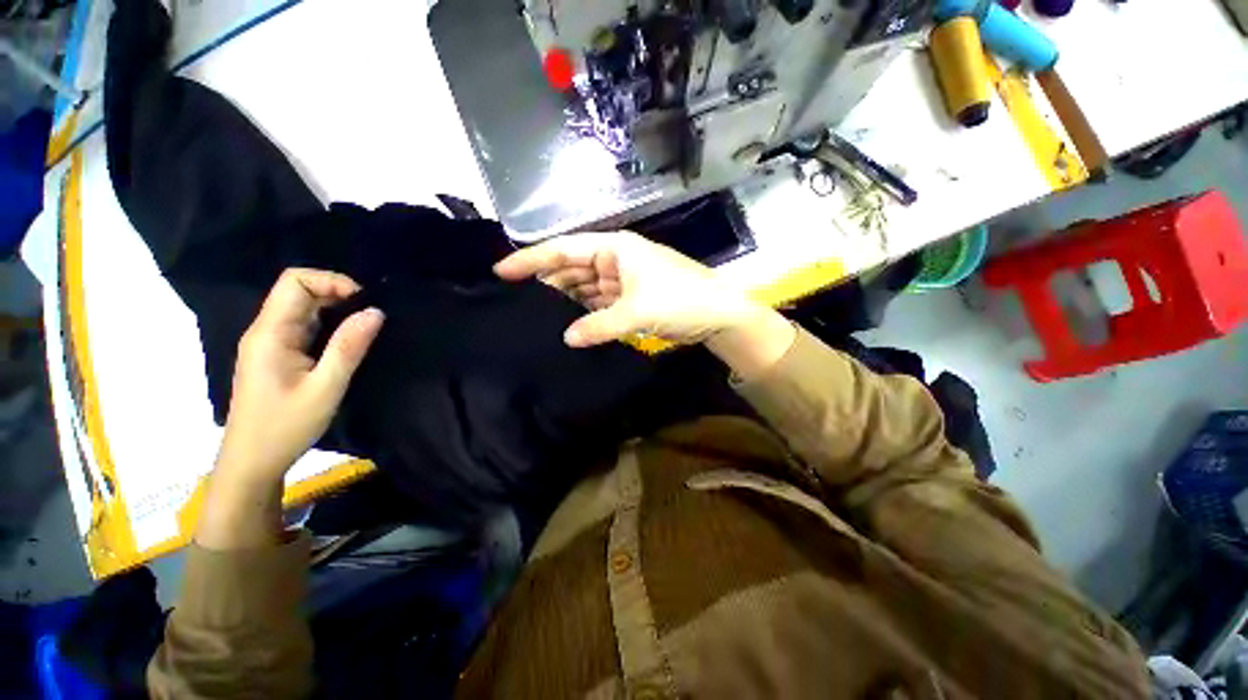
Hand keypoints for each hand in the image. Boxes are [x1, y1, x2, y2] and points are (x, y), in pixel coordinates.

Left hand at [198, 269, 382, 550]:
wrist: (252, 462)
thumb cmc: (286, 427)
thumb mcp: (325, 388)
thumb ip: (349, 347)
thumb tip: (376, 312)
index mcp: (270, 333)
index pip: (294, 282)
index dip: (331, 281)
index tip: (364, 302)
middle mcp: (265, 331)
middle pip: (297, 291)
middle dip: (337, 293)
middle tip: (372, 315)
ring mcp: (269, 344)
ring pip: (301, 309)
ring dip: (335, 309)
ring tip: (366, 326)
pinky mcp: (276, 356)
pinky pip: (303, 327)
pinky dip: (328, 324)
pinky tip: (348, 340)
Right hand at [494, 231, 760, 346]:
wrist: (719, 313)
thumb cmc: (680, 300)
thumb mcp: (636, 312)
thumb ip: (598, 326)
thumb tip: (567, 338)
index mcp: (615, 249)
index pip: (564, 248)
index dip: (532, 259)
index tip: (502, 271)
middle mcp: (616, 259)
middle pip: (572, 268)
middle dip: (548, 283)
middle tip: (519, 303)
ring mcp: (624, 280)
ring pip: (585, 287)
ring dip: (567, 301)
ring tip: (539, 317)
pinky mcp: (631, 298)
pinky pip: (600, 302)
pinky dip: (587, 313)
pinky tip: (571, 324)